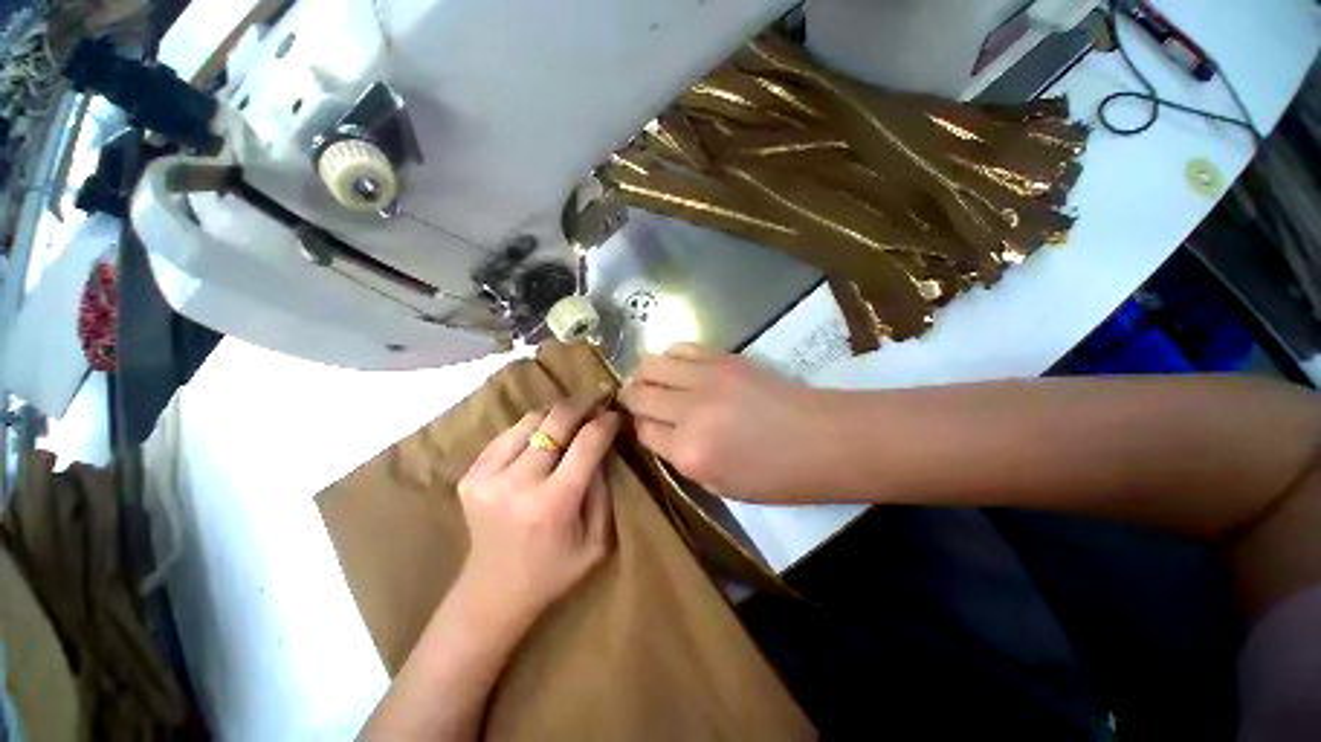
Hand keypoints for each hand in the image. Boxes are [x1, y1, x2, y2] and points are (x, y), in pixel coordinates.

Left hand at [456, 393, 619, 626]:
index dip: (605, 422)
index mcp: (553, 504)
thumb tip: (605, 445)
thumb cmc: (553, 572)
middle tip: (596, 402)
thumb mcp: (597, 541)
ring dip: (556, 415)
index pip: (586, 443)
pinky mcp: (470, 475)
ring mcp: (487, 477)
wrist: (491, 593)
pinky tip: (543, 438)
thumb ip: (604, 490)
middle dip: (581, 406)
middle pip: (556, 421)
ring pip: (531, 420)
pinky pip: (509, 433)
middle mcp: (517, 484)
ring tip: (571, 419)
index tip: (615, 414)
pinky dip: (532, 428)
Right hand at [620, 343, 827, 501]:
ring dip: (645, 374)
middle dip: (631, 399)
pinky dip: (670, 357)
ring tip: (652, 382)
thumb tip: (661, 435)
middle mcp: (689, 411)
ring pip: (651, 364)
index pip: (642, 431)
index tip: (645, 427)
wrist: (825, 439)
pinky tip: (677, 367)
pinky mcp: (724, 358)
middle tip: (636, 402)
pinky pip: (681, 347)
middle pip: (639, 394)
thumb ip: (682, 460)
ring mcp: (706, 378)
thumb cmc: (778, 476)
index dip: (640, 429)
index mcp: (689, 452)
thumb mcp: (722, 486)